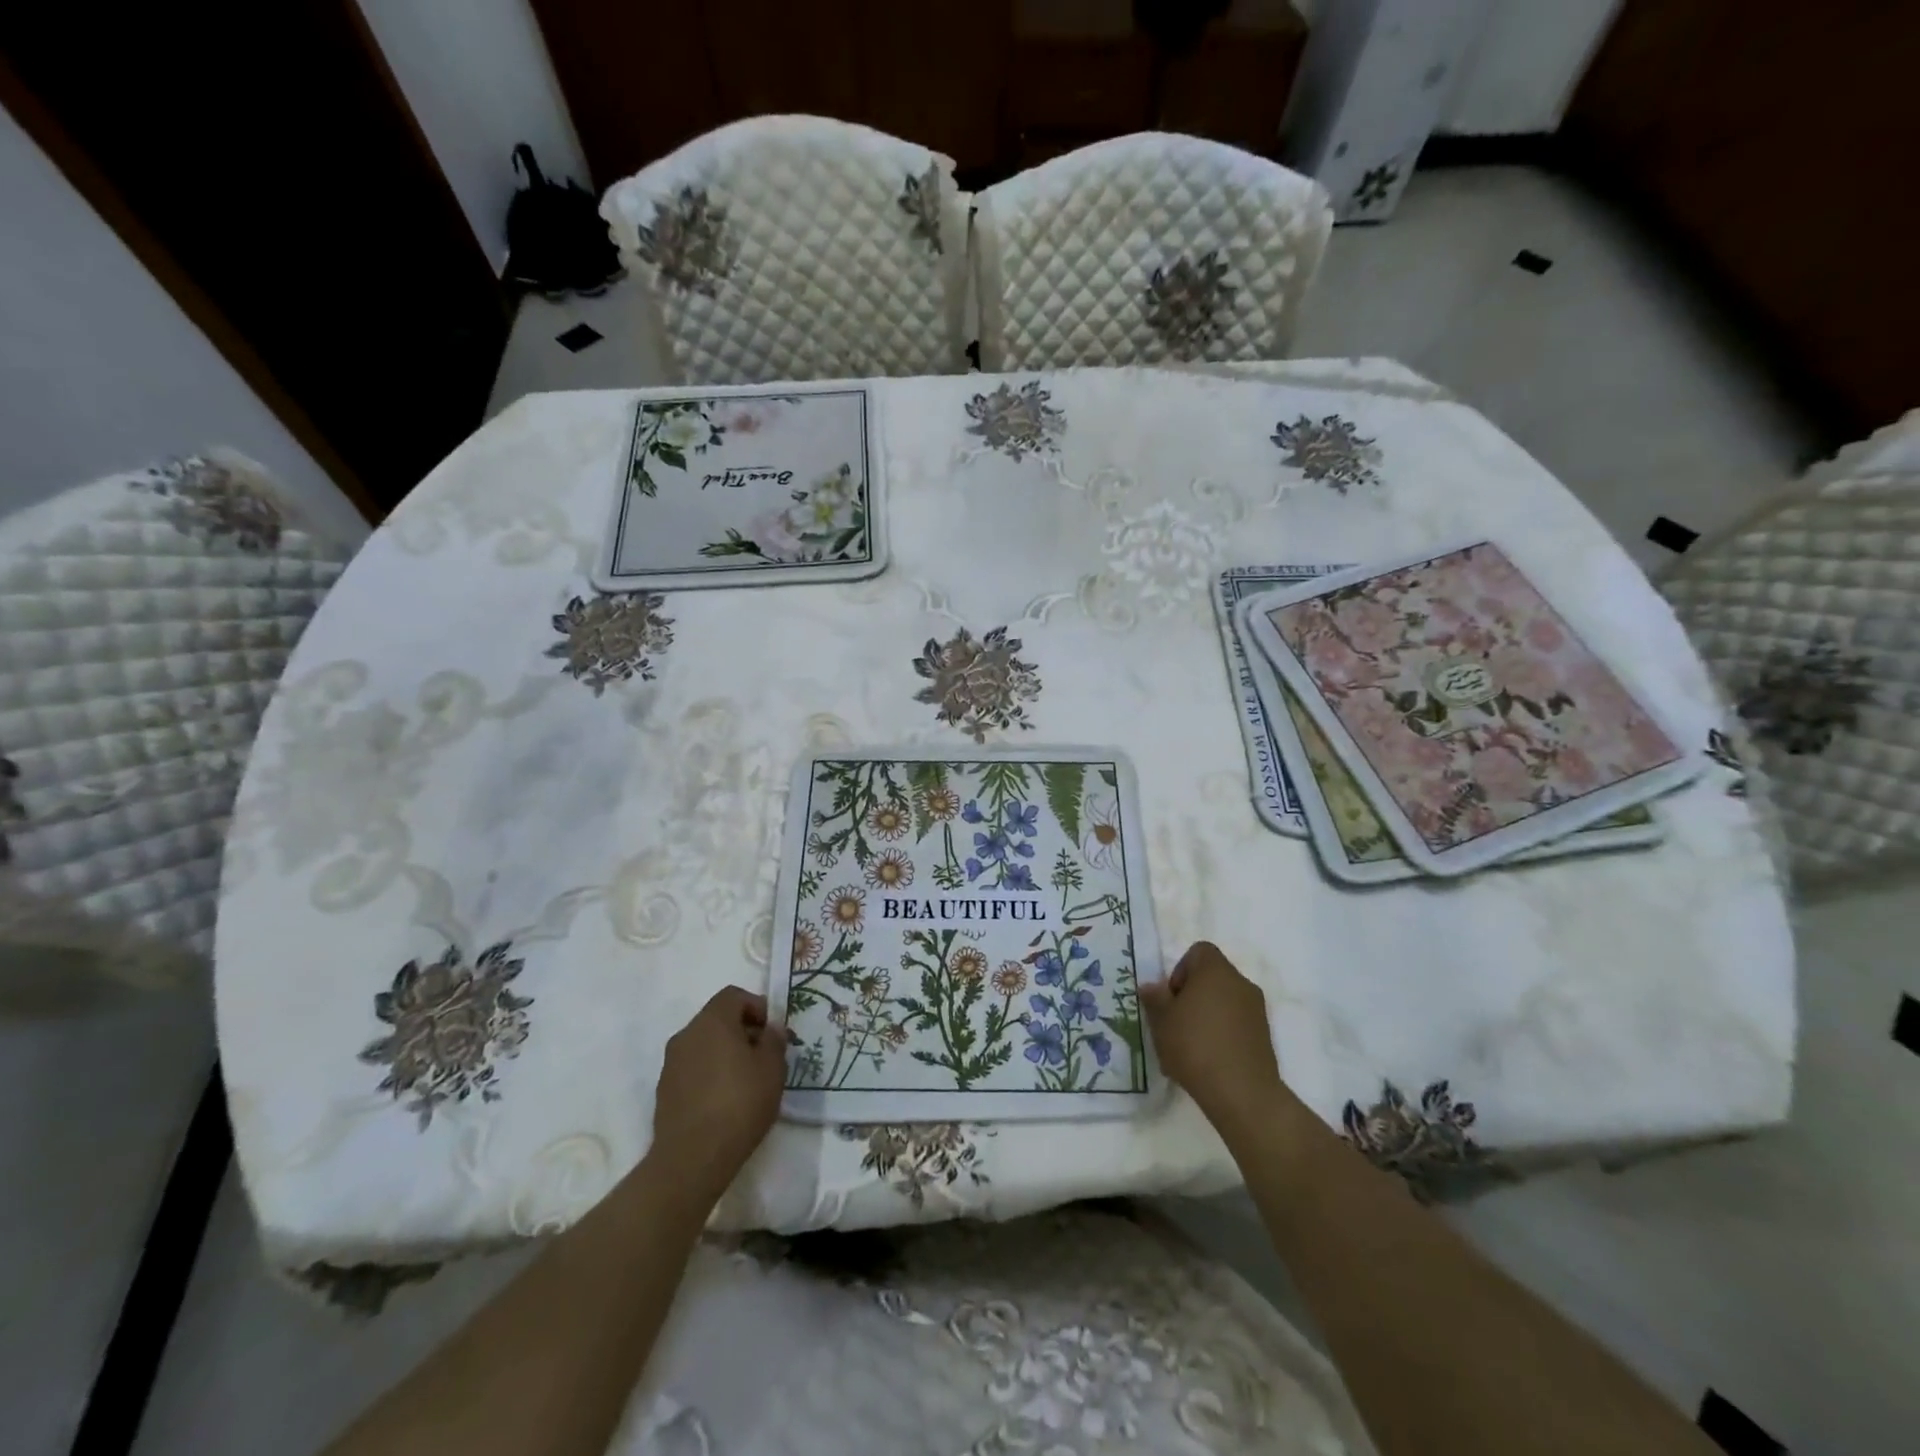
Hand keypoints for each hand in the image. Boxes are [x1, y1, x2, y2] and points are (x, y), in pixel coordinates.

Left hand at [648, 987, 789, 1204]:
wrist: (692, 1158)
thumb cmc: (739, 1103)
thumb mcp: (772, 1068)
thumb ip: (774, 1040)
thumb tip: (770, 1029)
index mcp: (712, 1021)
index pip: (733, 995)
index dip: (756, 1006)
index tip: (770, 1031)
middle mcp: (686, 1035)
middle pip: (717, 1019)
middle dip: (742, 1031)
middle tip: (763, 1056)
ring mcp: (671, 1064)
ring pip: (703, 1045)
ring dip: (725, 1053)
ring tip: (746, 1081)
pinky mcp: (664, 1091)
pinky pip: (692, 1069)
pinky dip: (709, 1074)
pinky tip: (724, 1100)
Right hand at [1142, 941, 1288, 1142]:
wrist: (1242, 1092)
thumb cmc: (1195, 1045)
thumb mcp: (1162, 1020)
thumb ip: (1155, 998)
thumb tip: (1151, 987)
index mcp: (1216, 970)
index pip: (1199, 951)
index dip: (1181, 970)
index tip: (1172, 998)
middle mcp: (1241, 983)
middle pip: (1212, 978)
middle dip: (1192, 996)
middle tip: (1176, 1023)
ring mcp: (1257, 1010)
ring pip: (1224, 1002)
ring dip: (1207, 1016)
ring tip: (1189, 1047)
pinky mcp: (1264, 1036)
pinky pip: (1237, 1024)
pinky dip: (1222, 1034)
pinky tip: (1208, 1061)